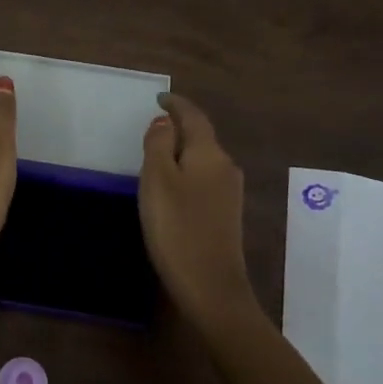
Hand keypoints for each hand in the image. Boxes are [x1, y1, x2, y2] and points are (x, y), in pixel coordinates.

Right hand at [140, 94, 258, 332]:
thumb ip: (159, 144)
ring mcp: (230, 192)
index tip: (159, 98)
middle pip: (201, 136)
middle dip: (179, 128)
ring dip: (183, 152)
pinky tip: (173, 187)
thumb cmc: (177, 228)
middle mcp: (225, 166)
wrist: (211, 285)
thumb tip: (165, 121)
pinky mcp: (227, 214)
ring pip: (203, 159)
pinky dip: (188, 172)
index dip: (177, 105)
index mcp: (209, 153)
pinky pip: (205, 179)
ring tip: (158, 156)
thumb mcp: (157, 180)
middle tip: (152, 127)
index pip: (194, 116)